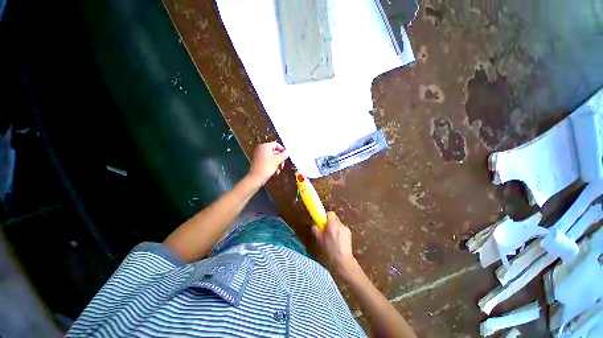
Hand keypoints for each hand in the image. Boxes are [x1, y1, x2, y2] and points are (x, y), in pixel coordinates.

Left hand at [248, 141, 288, 184]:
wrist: (256, 178)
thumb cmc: (266, 167)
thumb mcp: (277, 160)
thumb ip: (283, 155)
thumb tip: (287, 152)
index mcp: (265, 146)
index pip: (276, 144)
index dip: (282, 150)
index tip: (286, 155)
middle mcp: (261, 149)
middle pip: (274, 151)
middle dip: (280, 158)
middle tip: (282, 164)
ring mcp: (259, 155)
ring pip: (272, 157)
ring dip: (277, 163)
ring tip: (279, 169)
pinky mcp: (258, 161)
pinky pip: (268, 160)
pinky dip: (272, 165)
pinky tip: (275, 171)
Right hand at [312, 212, 360, 278]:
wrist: (343, 261)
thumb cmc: (329, 251)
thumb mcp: (319, 240)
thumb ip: (315, 229)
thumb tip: (314, 223)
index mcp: (332, 225)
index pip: (330, 213)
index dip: (325, 216)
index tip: (322, 221)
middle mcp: (340, 225)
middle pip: (334, 218)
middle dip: (330, 222)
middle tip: (326, 230)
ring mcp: (346, 228)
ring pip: (338, 223)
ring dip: (335, 227)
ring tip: (332, 237)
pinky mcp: (349, 233)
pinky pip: (342, 228)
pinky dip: (339, 231)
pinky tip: (338, 240)